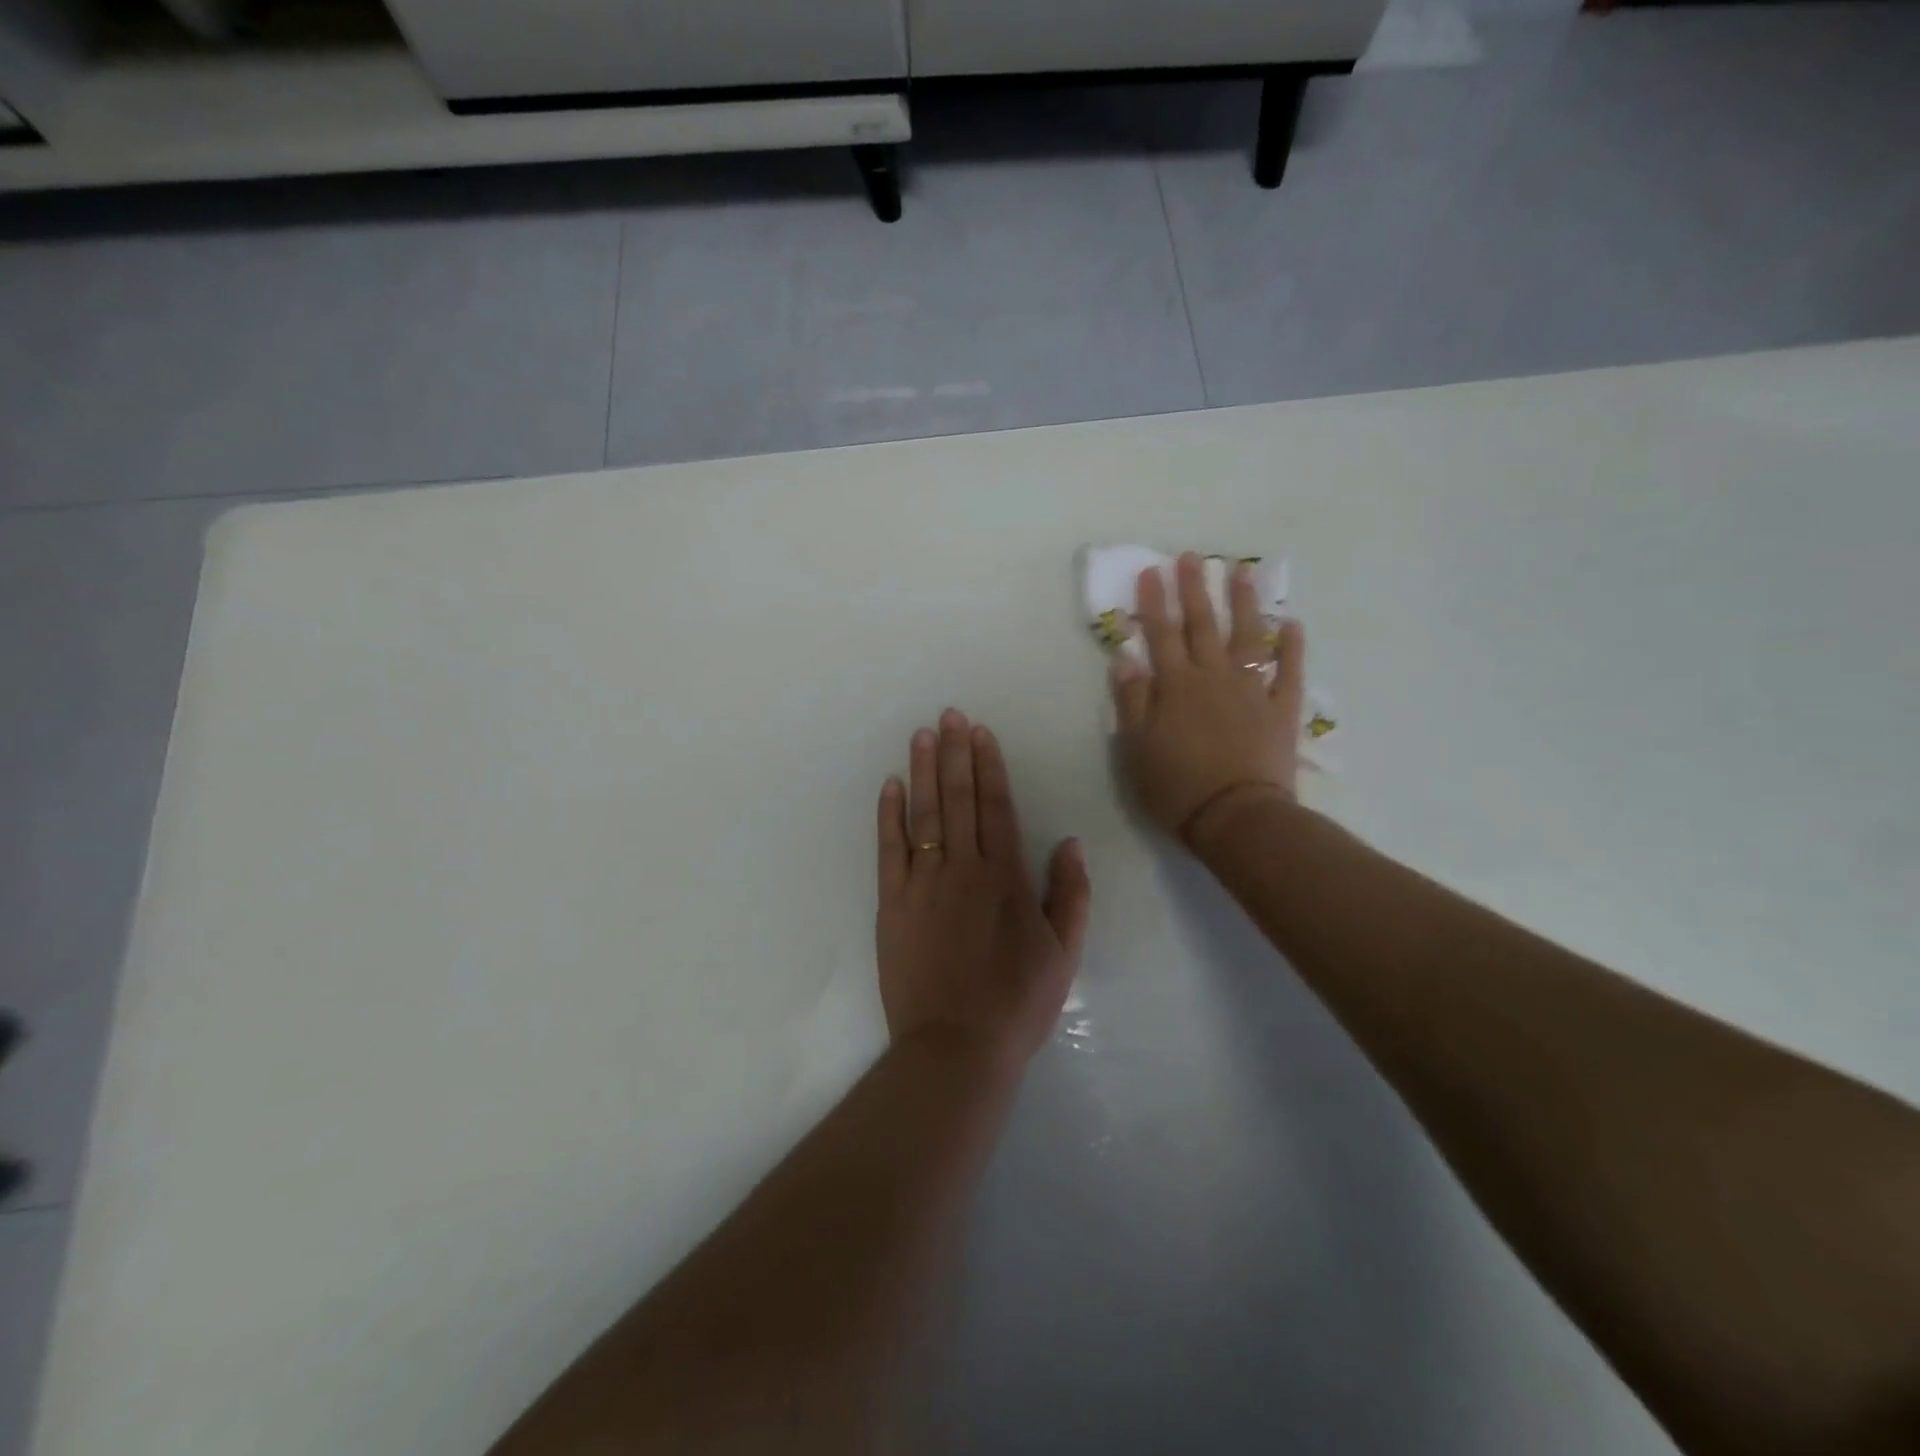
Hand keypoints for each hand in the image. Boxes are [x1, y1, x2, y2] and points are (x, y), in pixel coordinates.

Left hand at [876, 710, 1091, 1067]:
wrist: (957, 1046)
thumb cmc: (1017, 1002)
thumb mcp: (1064, 953)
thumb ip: (1070, 894)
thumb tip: (1070, 843)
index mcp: (1005, 877)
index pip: (995, 807)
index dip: (988, 766)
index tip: (980, 732)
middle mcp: (962, 869)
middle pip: (958, 799)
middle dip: (955, 753)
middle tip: (949, 715)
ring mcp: (922, 884)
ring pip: (924, 815)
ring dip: (923, 771)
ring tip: (922, 735)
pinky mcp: (892, 904)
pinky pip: (889, 849)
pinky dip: (889, 815)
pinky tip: (890, 786)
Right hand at [1110, 551, 1306, 844]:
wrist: (1237, 817)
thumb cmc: (1177, 786)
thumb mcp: (1137, 747)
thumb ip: (1132, 699)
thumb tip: (1126, 657)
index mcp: (1176, 686)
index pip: (1162, 634)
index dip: (1154, 602)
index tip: (1151, 571)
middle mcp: (1214, 677)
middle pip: (1203, 625)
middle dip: (1194, 589)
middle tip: (1191, 557)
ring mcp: (1252, 690)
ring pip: (1248, 636)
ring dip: (1244, 602)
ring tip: (1241, 572)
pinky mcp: (1281, 709)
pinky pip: (1289, 672)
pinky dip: (1292, 648)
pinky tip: (1292, 625)